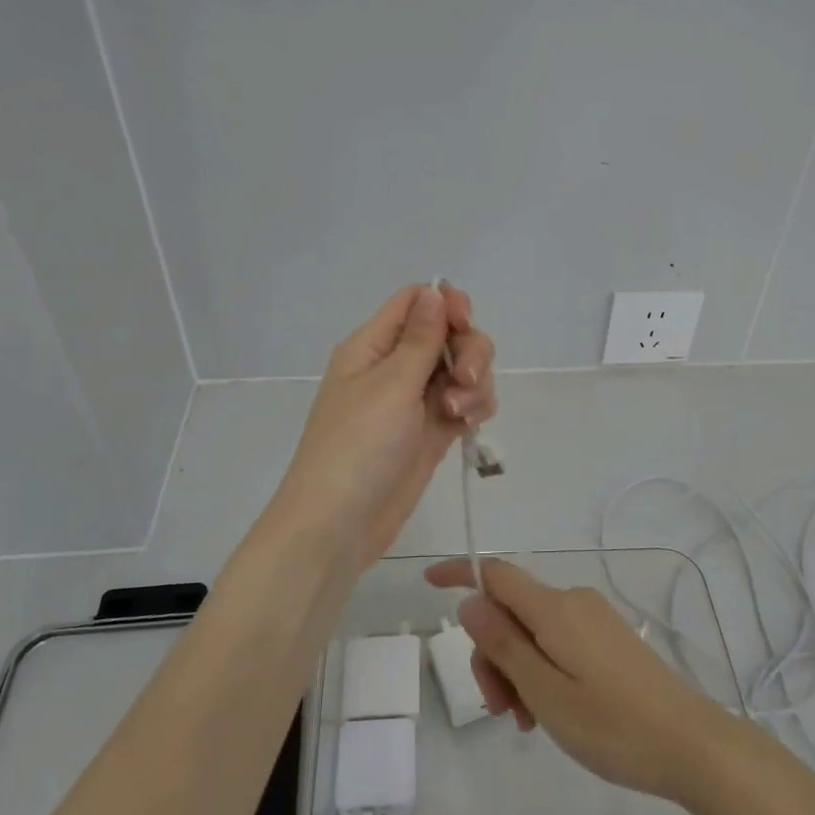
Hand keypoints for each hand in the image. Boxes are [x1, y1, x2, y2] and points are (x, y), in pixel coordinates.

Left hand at [269, 283, 495, 569]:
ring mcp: (415, 400)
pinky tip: (468, 425)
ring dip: (474, 383)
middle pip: (448, 333)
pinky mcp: (432, 430)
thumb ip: (420, 338)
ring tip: (459, 413)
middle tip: (466, 379)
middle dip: (469, 350)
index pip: (415, 301)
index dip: (446, 303)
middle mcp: (395, 366)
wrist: (339, 525)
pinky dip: (474, 406)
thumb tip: (434, 290)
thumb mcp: (391, 385)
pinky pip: (465, 401)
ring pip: (462, 368)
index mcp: (373, 345)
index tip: (464, 323)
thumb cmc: (357, 447)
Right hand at [423, 558, 733, 804]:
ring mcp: (592, 618)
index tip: (428, 585)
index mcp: (554, 608)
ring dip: (517, 669)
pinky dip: (540, 669)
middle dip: (493, 653)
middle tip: (500, 710)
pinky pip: (556, 641)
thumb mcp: (546, 692)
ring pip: (532, 631)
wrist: (692, 744)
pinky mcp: (606, 638)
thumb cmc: (613, 725)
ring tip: (528, 721)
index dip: (459, 574)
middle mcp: (572, 601)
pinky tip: (549, 711)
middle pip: (510, 610)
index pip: (495, 574)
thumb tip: (470, 601)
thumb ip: (504, 644)